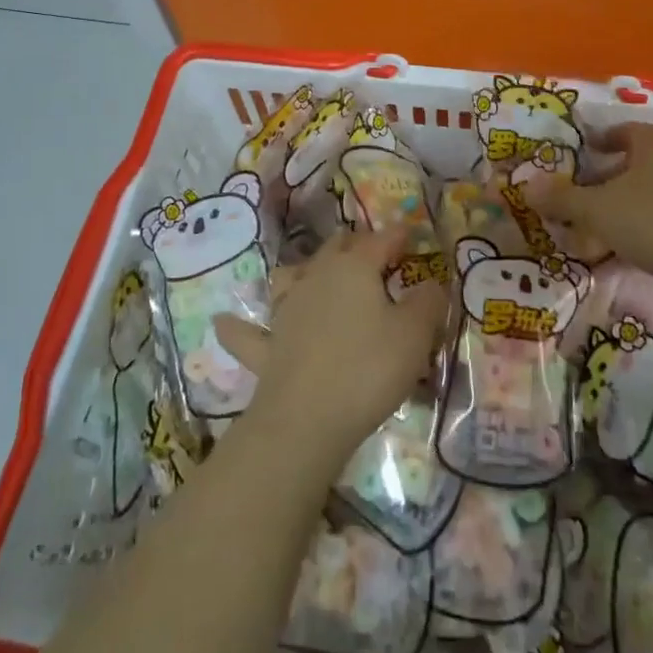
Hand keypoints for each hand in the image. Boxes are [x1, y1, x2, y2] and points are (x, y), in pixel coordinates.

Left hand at [214, 230, 447, 467]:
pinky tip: (221, 321)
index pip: (380, 240)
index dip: (398, 234)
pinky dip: (236, 327)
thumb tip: (432, 283)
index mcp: (354, 268)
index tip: (411, 234)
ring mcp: (285, 310)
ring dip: (302, 271)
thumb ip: (428, 302)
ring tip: (311, 274)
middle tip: (373, 253)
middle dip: (355, 245)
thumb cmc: (369, 368)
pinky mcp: (265, 347)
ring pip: (289, 276)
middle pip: (335, 249)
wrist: (307, 419)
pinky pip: (246, 333)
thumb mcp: (415, 334)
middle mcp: (316, 277)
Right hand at [522, 121, 652, 285]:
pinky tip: (626, 248)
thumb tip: (527, 186)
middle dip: (610, 177)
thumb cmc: (648, 220)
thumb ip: (561, 198)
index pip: (627, 130)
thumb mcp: (595, 208)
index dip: (604, 138)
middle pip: (639, 162)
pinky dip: (644, 226)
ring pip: (652, 192)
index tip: (586, 151)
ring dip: (626, 204)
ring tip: (600, 225)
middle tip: (586, 192)